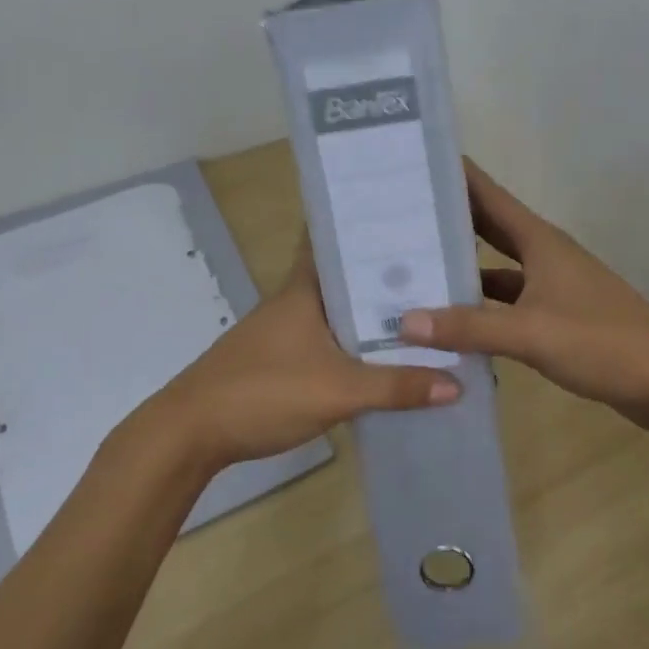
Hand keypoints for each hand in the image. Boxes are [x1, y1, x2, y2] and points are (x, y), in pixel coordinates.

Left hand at [148, 233, 459, 472]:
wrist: (191, 433)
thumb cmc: (263, 391)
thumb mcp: (338, 389)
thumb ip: (397, 386)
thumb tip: (458, 382)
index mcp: (305, 288)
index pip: (334, 238)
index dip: (367, 224)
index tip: (408, 215)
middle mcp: (295, 299)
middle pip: (345, 275)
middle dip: (385, 271)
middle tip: (437, 266)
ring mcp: (285, 329)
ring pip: (339, 308)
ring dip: (373, 309)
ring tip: (425, 308)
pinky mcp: (281, 358)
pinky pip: (329, 337)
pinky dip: (357, 339)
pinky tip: (384, 353)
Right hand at [399, 159, 648, 430]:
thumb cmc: (601, 342)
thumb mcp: (530, 332)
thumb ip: (469, 326)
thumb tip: (405, 320)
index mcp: (539, 241)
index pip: (488, 194)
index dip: (455, 175)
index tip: (415, 159)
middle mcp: (543, 254)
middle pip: (488, 226)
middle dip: (448, 217)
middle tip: (399, 210)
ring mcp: (551, 285)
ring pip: (495, 266)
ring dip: (461, 265)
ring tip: (412, 265)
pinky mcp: (554, 316)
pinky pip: (505, 301)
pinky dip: (479, 305)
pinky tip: (450, 318)